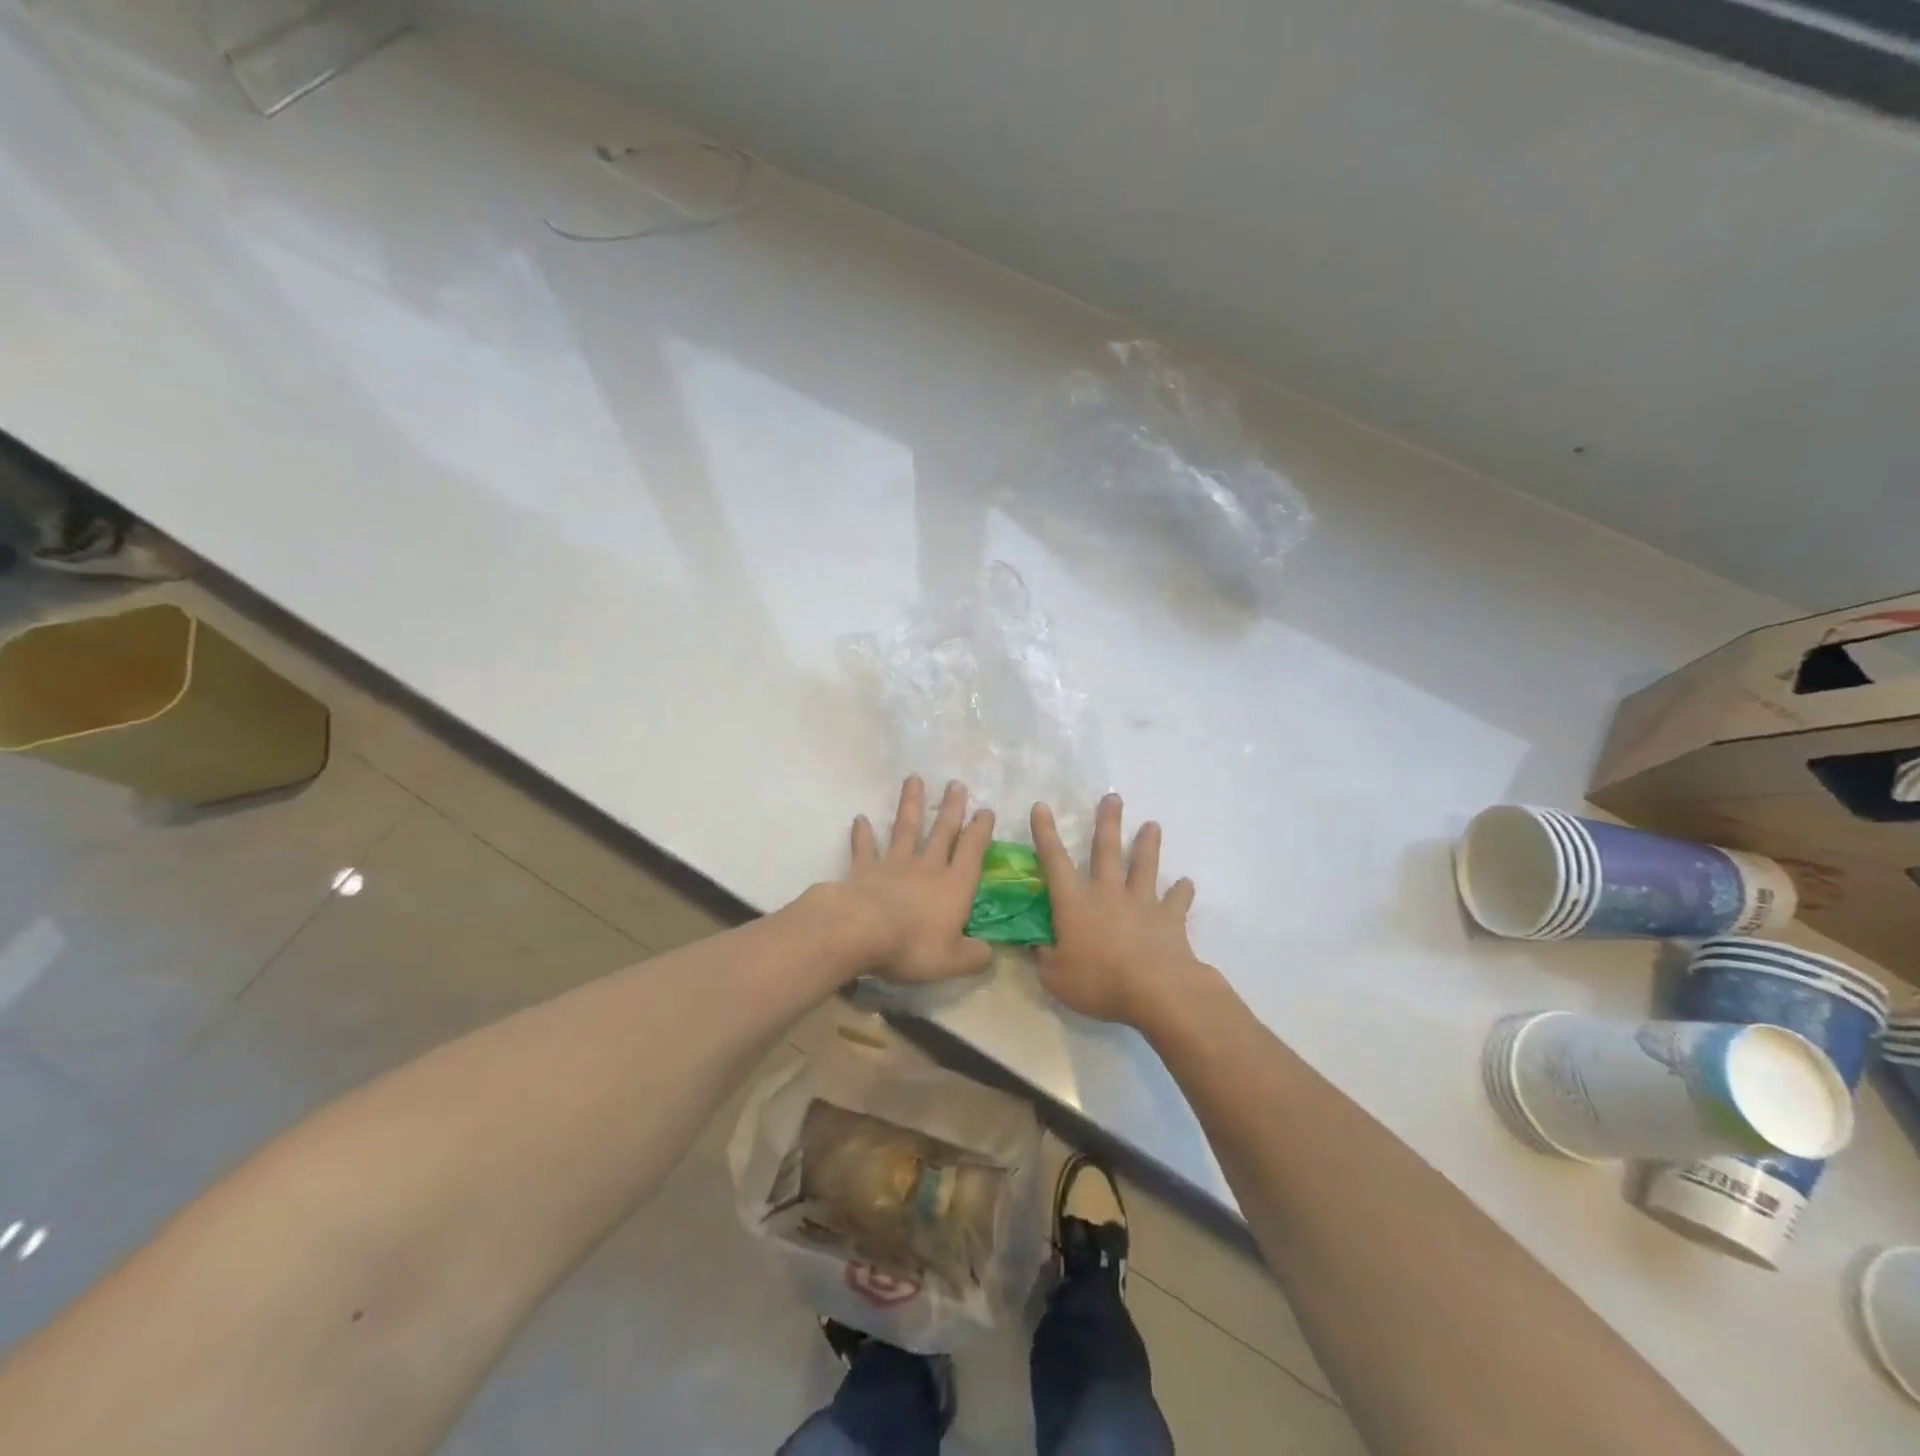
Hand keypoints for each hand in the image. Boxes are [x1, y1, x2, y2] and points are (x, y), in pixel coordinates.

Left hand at [843, 777, 996, 982]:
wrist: (860, 931)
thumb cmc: (913, 945)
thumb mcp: (953, 960)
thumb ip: (975, 956)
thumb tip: (989, 953)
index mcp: (954, 885)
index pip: (972, 851)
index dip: (980, 831)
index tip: (986, 811)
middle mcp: (927, 868)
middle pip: (942, 832)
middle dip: (951, 808)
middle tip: (956, 784)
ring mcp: (893, 866)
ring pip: (905, 830)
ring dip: (910, 805)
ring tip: (914, 780)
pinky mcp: (864, 871)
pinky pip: (864, 850)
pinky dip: (862, 835)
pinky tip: (859, 819)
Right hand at [1032, 792, 1207, 1027]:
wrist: (1157, 992)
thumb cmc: (1099, 982)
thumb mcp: (1054, 977)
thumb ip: (1042, 956)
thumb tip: (1034, 943)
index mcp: (1075, 903)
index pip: (1054, 861)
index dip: (1045, 834)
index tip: (1041, 806)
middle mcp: (1108, 893)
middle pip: (1107, 850)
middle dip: (1107, 822)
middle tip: (1113, 797)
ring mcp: (1142, 903)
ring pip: (1144, 866)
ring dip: (1147, 844)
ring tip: (1152, 825)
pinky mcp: (1170, 919)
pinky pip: (1177, 901)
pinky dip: (1182, 891)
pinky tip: (1186, 884)